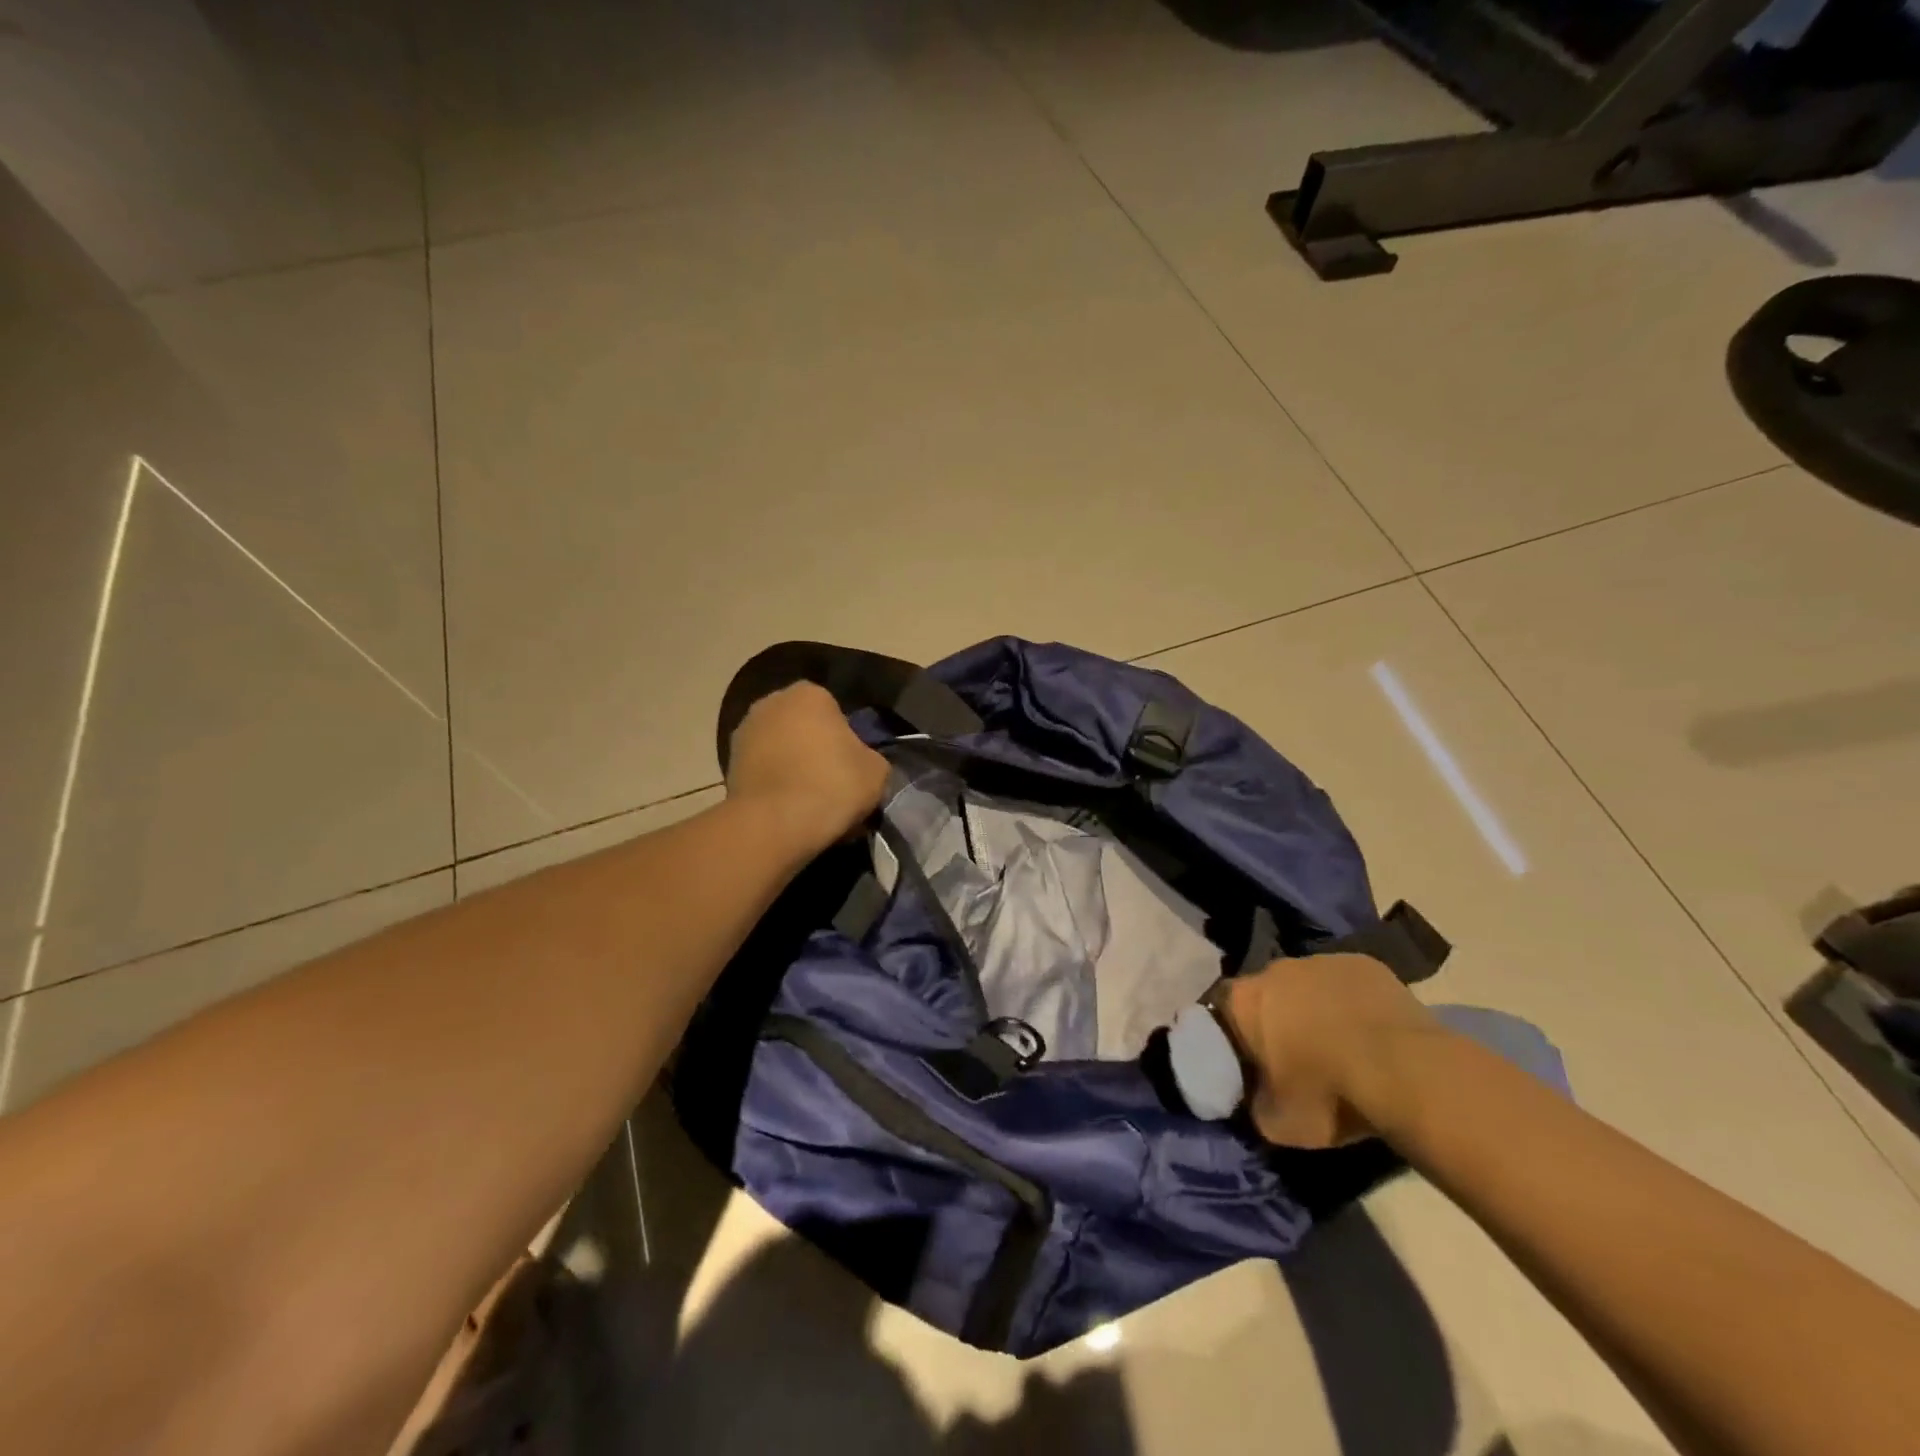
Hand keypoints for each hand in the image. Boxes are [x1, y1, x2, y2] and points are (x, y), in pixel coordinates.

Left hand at [725, 682, 890, 853]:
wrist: (774, 825)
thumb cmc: (832, 785)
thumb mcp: (877, 771)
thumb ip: (870, 757)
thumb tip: (861, 762)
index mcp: (810, 693)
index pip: (836, 712)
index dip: (847, 740)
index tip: (852, 767)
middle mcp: (771, 702)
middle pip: (804, 727)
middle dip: (816, 749)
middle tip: (832, 784)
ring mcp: (744, 732)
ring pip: (781, 749)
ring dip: (793, 767)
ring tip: (809, 802)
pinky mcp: (727, 765)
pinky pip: (763, 771)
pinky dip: (774, 785)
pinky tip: (787, 811)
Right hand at [1221, 952, 1442, 1148]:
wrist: (1407, 1073)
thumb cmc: (1329, 1095)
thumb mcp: (1276, 1122)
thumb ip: (1254, 1103)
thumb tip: (1256, 1096)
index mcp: (1242, 1000)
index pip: (1220, 1011)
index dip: (1233, 1036)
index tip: (1248, 1062)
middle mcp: (1274, 969)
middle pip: (1265, 993)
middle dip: (1275, 1019)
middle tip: (1295, 1056)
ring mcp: (1322, 960)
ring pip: (1308, 985)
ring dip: (1315, 1009)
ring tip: (1338, 1046)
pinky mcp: (1365, 963)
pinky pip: (1347, 984)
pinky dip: (1352, 1004)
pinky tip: (1370, 1034)